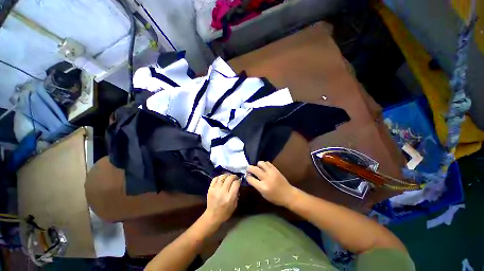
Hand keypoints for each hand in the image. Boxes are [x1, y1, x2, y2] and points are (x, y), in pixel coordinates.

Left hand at [204, 174, 240, 224]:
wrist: (212, 216)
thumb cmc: (225, 212)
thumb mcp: (234, 205)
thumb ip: (237, 195)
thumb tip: (238, 186)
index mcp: (230, 197)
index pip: (236, 183)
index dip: (239, 180)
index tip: (239, 180)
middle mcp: (223, 191)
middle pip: (230, 178)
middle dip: (234, 176)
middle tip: (235, 177)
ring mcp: (215, 189)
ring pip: (222, 177)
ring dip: (227, 175)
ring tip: (229, 176)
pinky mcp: (210, 188)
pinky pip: (215, 178)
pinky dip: (219, 177)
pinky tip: (222, 178)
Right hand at [246, 161, 297, 206]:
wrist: (288, 194)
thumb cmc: (275, 197)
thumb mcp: (263, 194)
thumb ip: (256, 185)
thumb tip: (250, 177)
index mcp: (262, 187)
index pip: (250, 179)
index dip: (247, 176)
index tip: (247, 175)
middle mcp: (266, 178)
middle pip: (254, 169)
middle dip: (249, 168)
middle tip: (248, 169)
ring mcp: (271, 172)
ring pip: (261, 163)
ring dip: (257, 165)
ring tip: (258, 168)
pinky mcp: (275, 169)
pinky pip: (267, 163)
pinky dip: (264, 164)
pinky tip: (264, 168)